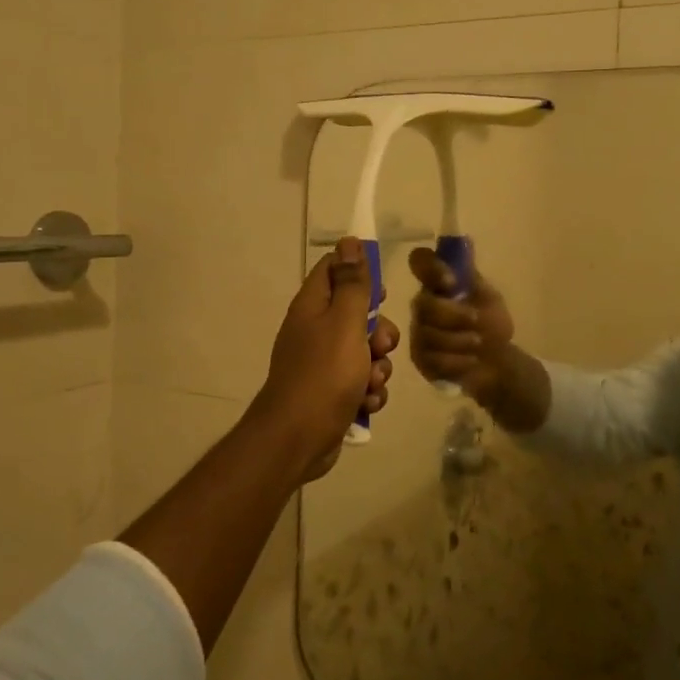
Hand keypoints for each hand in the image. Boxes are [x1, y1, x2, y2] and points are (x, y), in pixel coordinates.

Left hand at [251, 237, 399, 481]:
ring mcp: (322, 363)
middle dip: (379, 331)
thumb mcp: (345, 323)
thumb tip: (349, 241)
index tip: (381, 292)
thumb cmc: (324, 374)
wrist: (298, 439)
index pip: (333, 269)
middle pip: (357, 314)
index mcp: (312, 306)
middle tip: (380, 345)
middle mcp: (314, 330)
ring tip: (371, 382)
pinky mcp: (332, 392)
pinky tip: (366, 403)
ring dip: (378, 367)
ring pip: (365, 352)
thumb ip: (352, 284)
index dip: (360, 274)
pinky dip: (368, 392)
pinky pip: (361, 381)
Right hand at [406, 247, 516, 402]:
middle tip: (477, 322)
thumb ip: (471, 276)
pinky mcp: (420, 358)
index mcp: (438, 283)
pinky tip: (470, 361)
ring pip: (429, 334)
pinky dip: (457, 361)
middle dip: (453, 315)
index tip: (451, 282)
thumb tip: (465, 239)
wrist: (497, 362)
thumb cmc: (491, 324)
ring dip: (460, 340)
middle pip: (423, 304)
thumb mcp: (488, 297)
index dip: (430, 268)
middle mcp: (423, 304)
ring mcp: (419, 332)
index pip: (420, 261)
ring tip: (478, 344)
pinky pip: (432, 358)